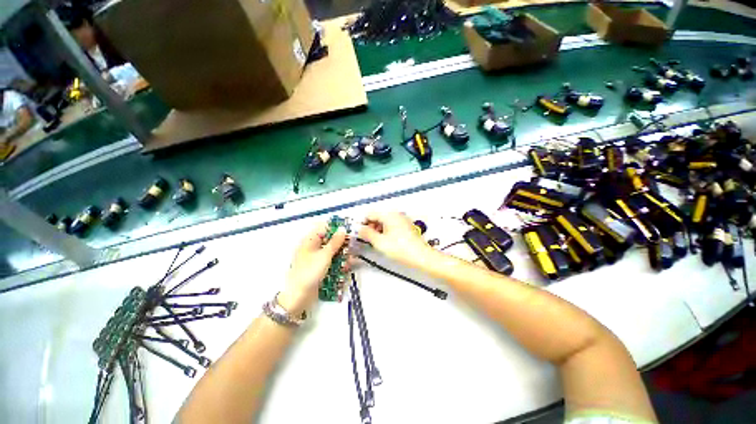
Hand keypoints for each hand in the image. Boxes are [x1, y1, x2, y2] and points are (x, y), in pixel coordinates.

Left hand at [278, 223, 346, 316]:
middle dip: (342, 243)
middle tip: (352, 247)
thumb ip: (335, 242)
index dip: (337, 228)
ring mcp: (316, 258)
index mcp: (310, 240)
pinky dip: (338, 262)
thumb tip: (342, 229)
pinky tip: (345, 267)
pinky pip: (330, 261)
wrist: (299, 296)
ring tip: (350, 260)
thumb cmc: (310, 272)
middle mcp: (312, 247)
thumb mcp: (325, 255)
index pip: (324, 228)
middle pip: (329, 240)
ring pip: (332, 251)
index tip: (349, 231)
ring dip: (342, 254)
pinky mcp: (319, 268)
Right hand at [359, 212, 432, 266]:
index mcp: (389, 215)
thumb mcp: (379, 242)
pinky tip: (386, 241)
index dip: (362, 222)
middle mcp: (396, 214)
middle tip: (367, 239)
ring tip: (376, 242)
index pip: (370, 214)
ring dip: (378, 229)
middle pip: (378, 216)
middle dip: (370, 226)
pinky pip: (392, 225)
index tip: (358, 233)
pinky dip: (386, 231)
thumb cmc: (399, 248)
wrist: (421, 256)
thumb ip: (367, 233)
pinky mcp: (406, 226)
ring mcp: (402, 219)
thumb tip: (360, 229)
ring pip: (384, 221)